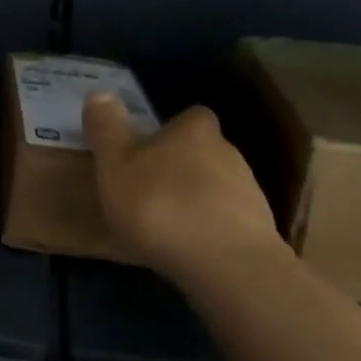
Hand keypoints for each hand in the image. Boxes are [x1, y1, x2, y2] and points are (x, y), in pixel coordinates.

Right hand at [83, 92, 284, 281]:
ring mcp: (250, 195)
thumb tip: (100, 92)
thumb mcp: (116, 165)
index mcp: (194, 131)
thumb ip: (107, 129)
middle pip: (203, 152)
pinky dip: (211, 231)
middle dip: (181, 167)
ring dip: (197, 201)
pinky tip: (191, 250)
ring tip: (168, 225)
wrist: (229, 268)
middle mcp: (228, 153)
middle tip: (151, 188)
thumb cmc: (162, 206)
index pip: (190, 117)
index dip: (170, 130)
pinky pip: (229, 223)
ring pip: (218, 188)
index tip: (149, 149)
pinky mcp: (260, 235)